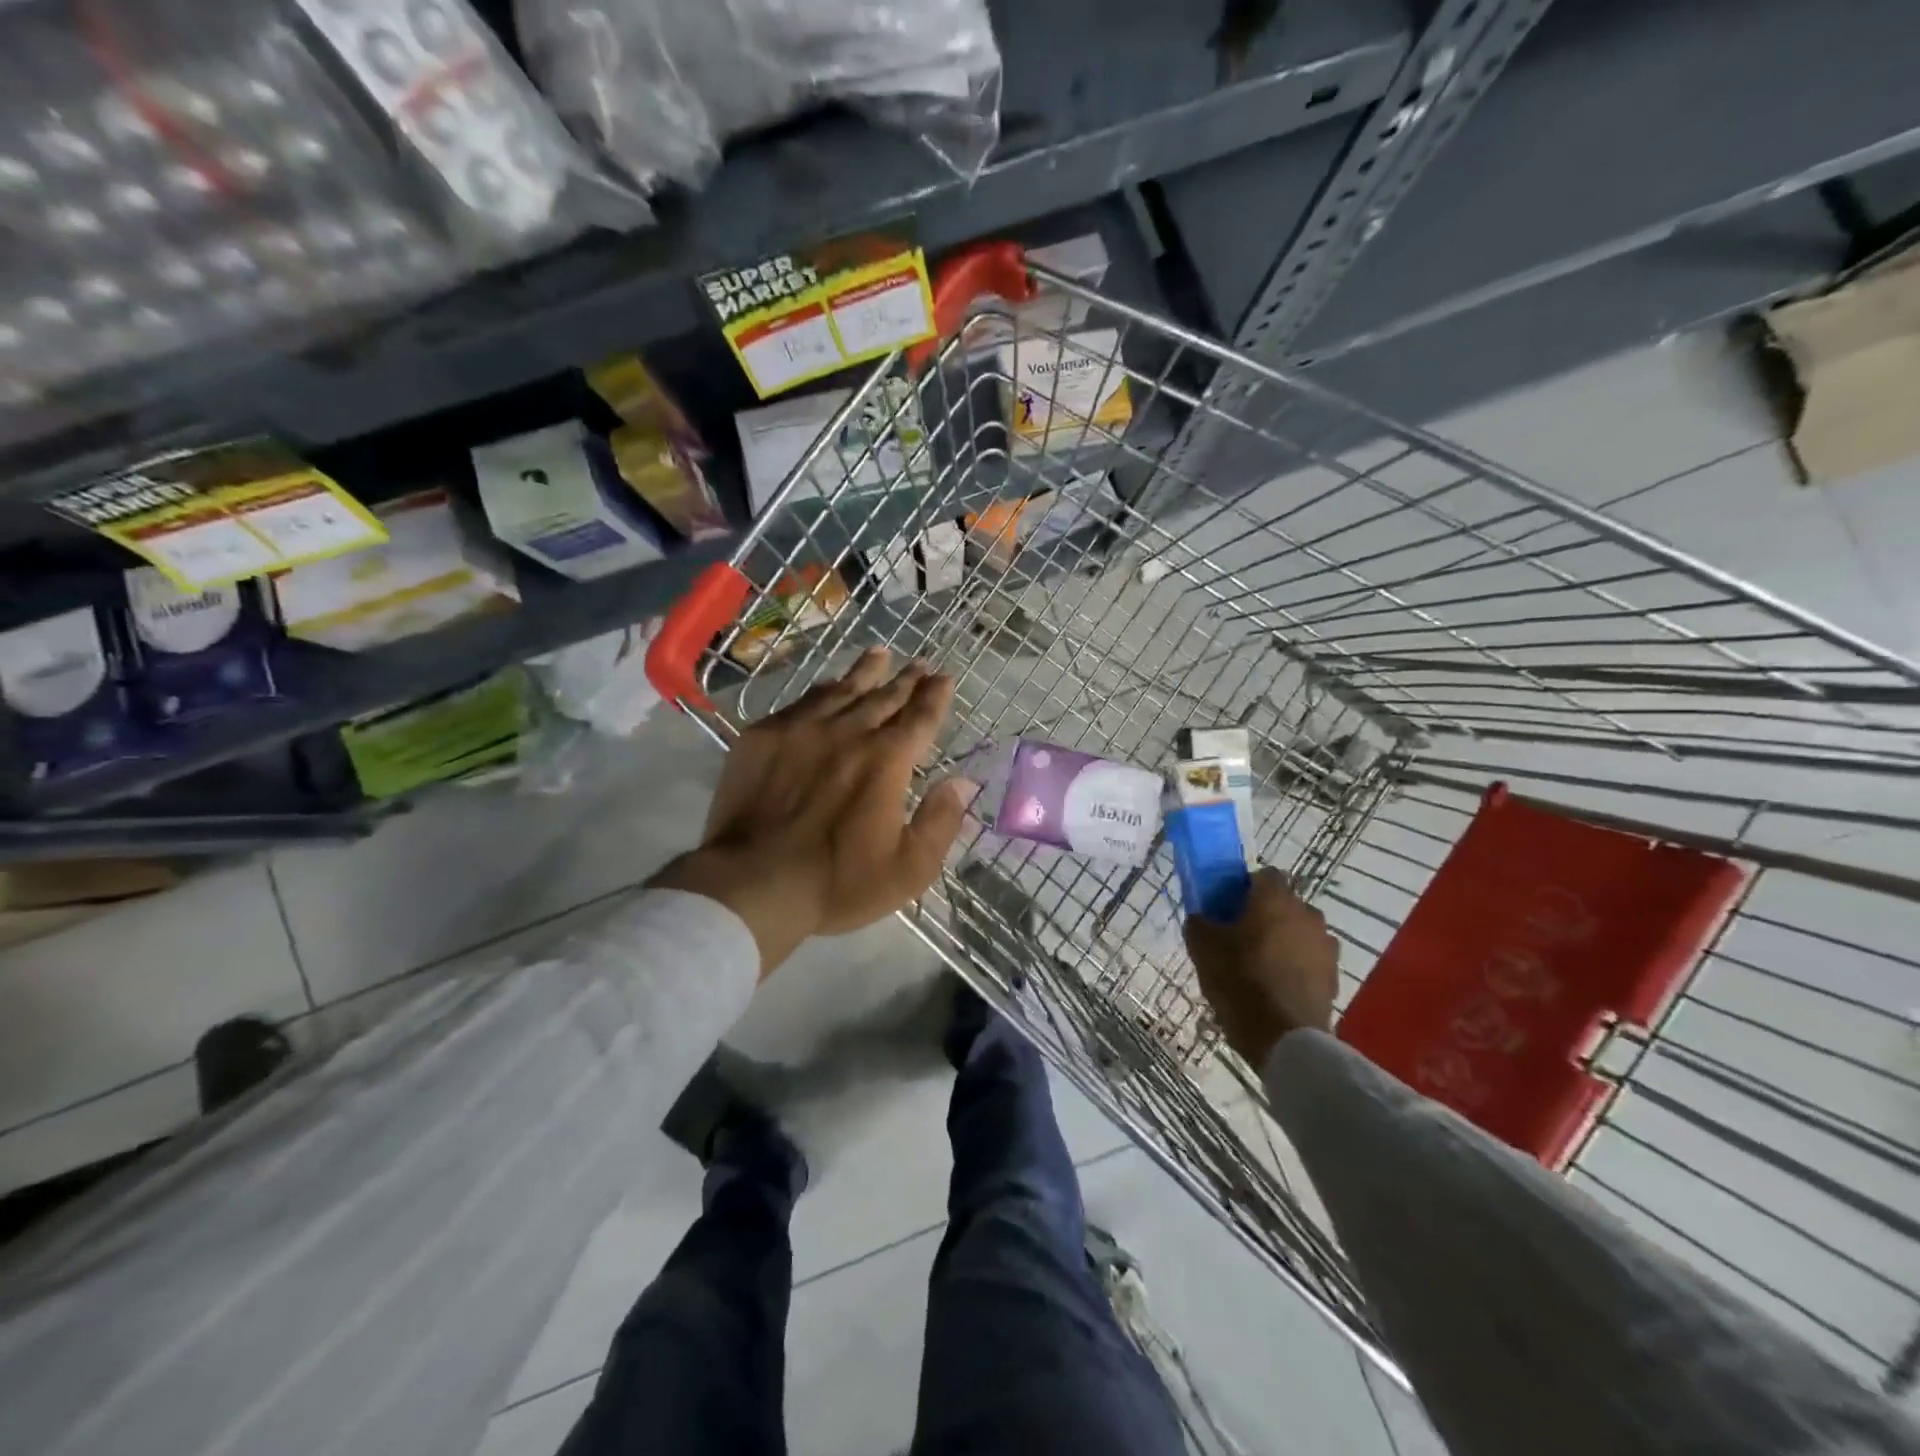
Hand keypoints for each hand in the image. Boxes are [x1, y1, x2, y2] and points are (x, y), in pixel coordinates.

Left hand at [650, 647, 969, 977]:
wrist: (753, 881)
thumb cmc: (838, 881)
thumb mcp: (909, 868)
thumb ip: (941, 821)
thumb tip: (962, 782)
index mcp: (888, 759)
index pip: (920, 716)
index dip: (935, 695)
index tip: (944, 678)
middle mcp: (849, 731)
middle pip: (885, 696)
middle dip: (907, 679)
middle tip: (919, 664)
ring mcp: (803, 728)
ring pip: (843, 689)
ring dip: (866, 672)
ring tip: (879, 654)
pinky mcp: (763, 735)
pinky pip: (802, 701)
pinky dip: (823, 690)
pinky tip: (828, 686)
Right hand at [1184, 866, 1338, 1063]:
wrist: (1284, 1038)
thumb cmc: (1240, 981)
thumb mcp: (1202, 947)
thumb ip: (1200, 921)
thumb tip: (1202, 916)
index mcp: (1275, 899)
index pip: (1263, 874)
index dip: (1244, 888)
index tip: (1228, 908)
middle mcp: (1307, 913)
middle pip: (1282, 903)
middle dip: (1264, 914)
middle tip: (1239, 937)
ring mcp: (1325, 945)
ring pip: (1298, 931)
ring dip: (1282, 939)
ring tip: (1259, 965)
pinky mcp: (1333, 974)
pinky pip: (1309, 958)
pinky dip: (1295, 965)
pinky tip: (1276, 986)